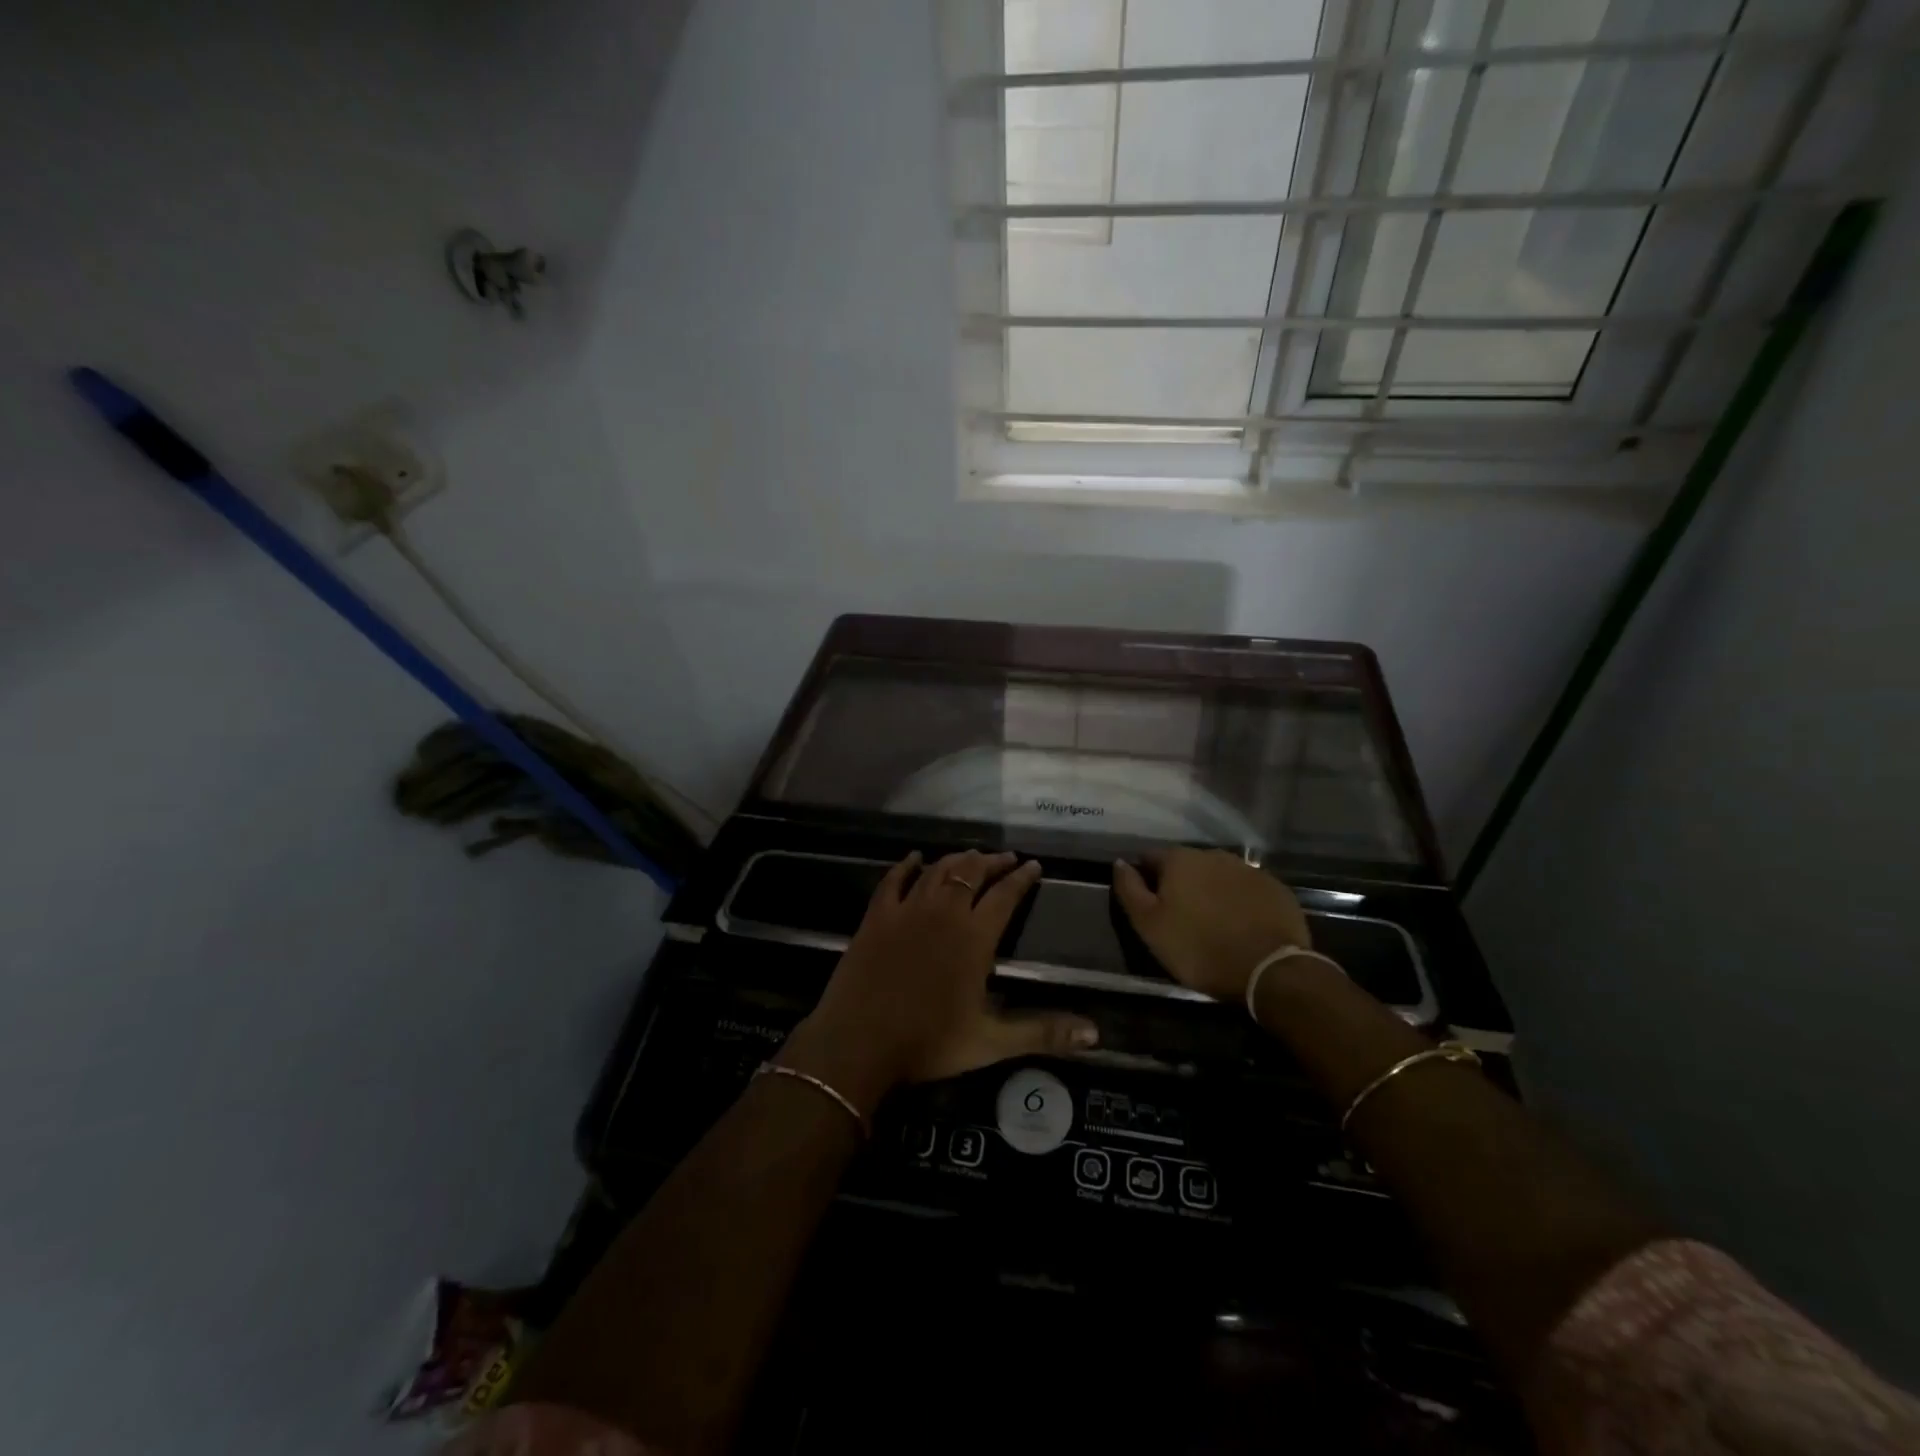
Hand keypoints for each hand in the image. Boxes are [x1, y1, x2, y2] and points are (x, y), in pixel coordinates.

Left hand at [779, 850, 1099, 1116]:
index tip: (1034, 865)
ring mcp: (907, 910)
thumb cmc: (928, 1043)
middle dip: (992, 862)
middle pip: (972, 873)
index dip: (1022, 878)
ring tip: (971, 856)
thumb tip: (1095, 1032)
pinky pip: (894, 879)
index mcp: (974, 937)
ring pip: (937, 870)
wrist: (858, 1043)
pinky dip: (907, 865)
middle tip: (1006, 858)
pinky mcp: (877, 916)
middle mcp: (944, 913)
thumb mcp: (991, 1042)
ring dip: (957, 859)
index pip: (1005, 895)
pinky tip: (914, 858)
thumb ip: (1043, 1033)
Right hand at [1112, 849, 1313, 1003]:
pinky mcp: (1275, 888)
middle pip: (1187, 864)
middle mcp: (1214, 855)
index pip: (1151, 857)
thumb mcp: (1150, 926)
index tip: (1148, 904)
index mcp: (1180, 859)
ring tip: (1211, 921)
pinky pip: (1247, 889)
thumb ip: (1130, 890)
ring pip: (1218, 875)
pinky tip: (1240, 924)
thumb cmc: (1199, 948)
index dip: (1145, 878)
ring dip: (1211, 891)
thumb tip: (1119, 862)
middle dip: (1180, 883)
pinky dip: (1239, 901)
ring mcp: (1248, 869)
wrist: (1269, 970)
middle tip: (1180, 916)